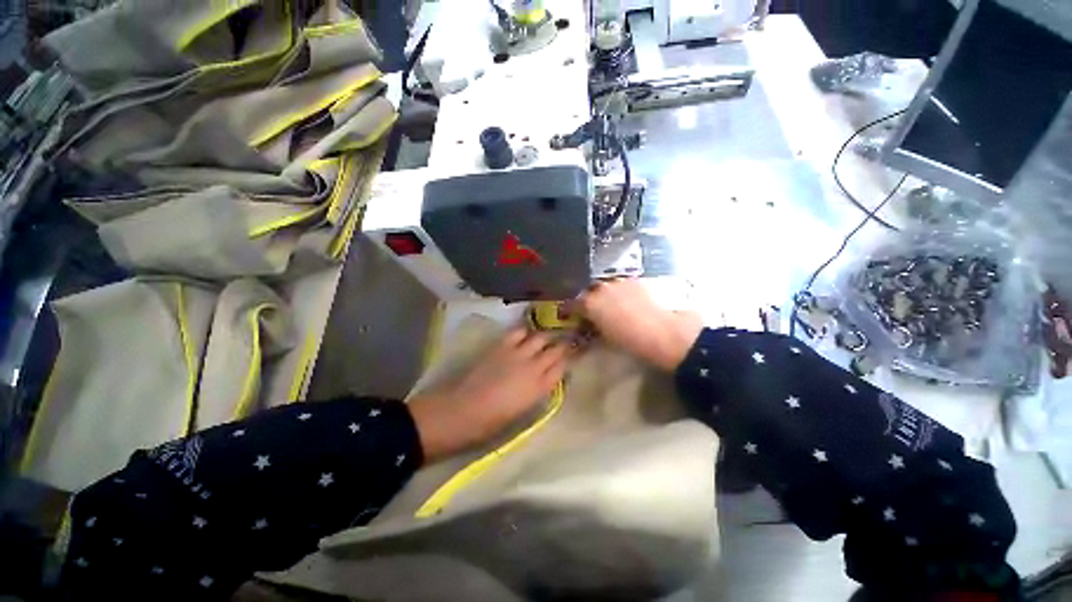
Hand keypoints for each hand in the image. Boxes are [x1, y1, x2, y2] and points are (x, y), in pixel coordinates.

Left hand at [409, 329, 574, 462]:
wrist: (462, 410)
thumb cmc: (492, 422)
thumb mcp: (523, 411)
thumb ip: (538, 391)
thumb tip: (546, 379)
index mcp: (540, 387)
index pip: (562, 367)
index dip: (569, 359)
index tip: (573, 354)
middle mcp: (533, 366)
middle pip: (555, 349)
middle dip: (563, 344)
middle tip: (566, 341)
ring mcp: (517, 353)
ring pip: (540, 337)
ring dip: (545, 336)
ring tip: (547, 336)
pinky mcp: (501, 346)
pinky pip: (519, 332)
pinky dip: (525, 332)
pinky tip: (526, 334)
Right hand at [579, 279, 702, 370]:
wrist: (664, 332)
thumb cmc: (631, 341)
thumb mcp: (605, 337)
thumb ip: (593, 326)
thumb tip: (589, 323)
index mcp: (591, 303)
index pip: (574, 303)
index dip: (573, 309)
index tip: (573, 314)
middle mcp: (602, 288)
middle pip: (590, 291)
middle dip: (590, 299)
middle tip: (595, 310)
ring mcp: (620, 282)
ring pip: (607, 286)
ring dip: (606, 294)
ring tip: (614, 306)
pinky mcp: (637, 281)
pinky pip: (623, 285)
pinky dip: (622, 292)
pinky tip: (630, 302)